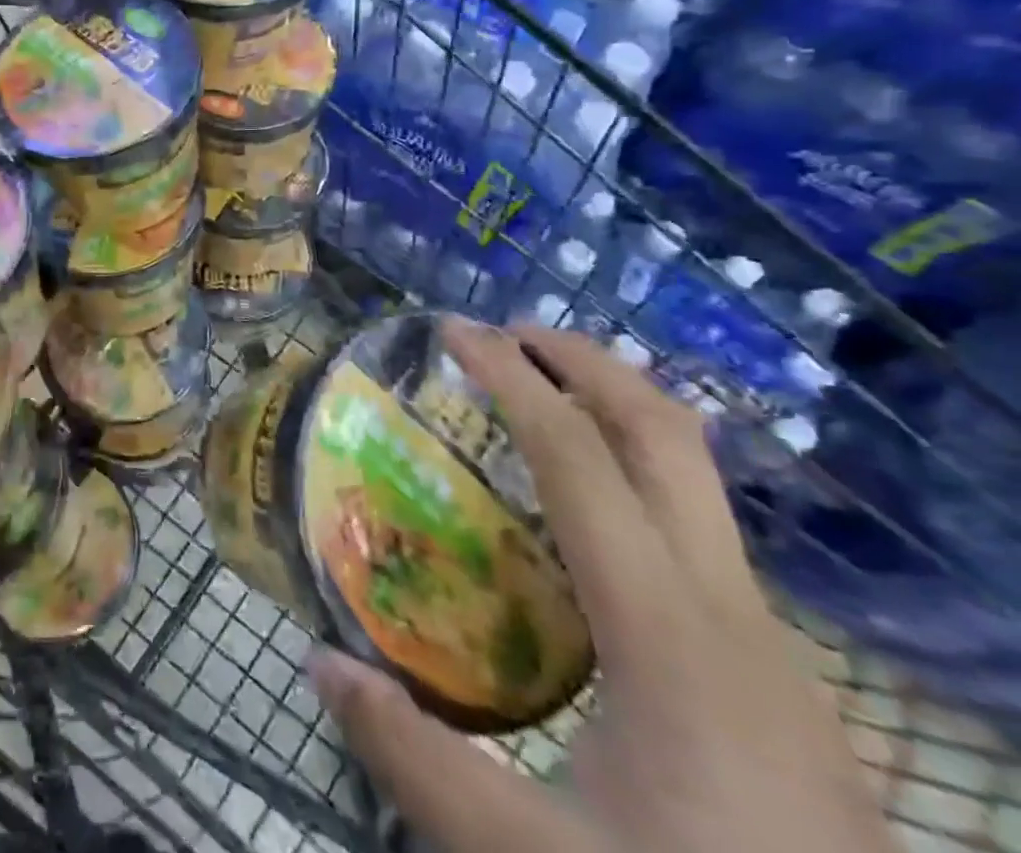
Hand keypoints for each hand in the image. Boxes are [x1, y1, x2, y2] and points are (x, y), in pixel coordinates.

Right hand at [311, 318, 895, 852]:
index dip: (513, 379)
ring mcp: (765, 638)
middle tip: (503, 335)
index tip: (455, 332)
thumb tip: (319, 663)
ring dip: (610, 411)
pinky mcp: (771, 670)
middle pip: (668, 436)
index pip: (580, 459)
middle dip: (585, 362)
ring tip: (530, 400)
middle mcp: (729, 609)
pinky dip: (628, 474)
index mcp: (669, 631)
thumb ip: (415, 759)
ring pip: (693, 477)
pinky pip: (693, 527)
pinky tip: (576, 520)